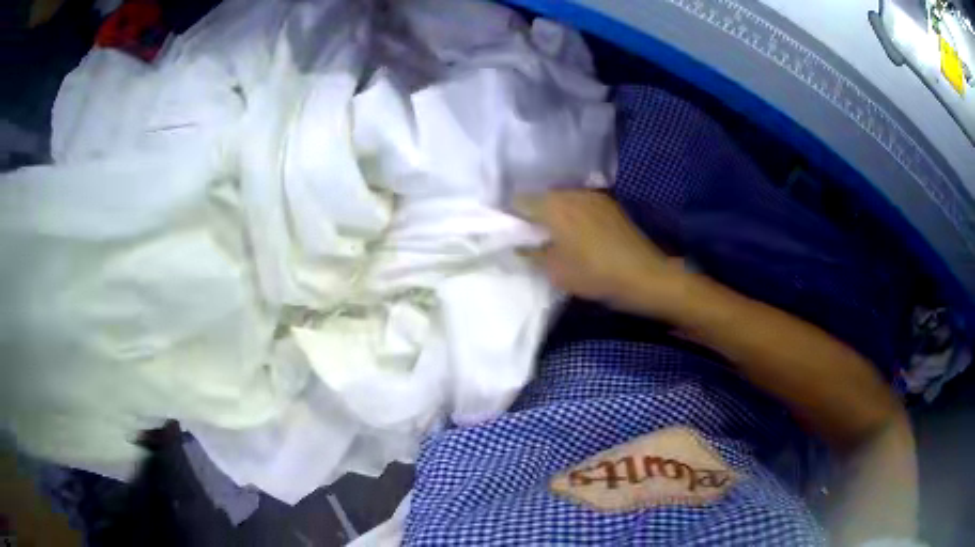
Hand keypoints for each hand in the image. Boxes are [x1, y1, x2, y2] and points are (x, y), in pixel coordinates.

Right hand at [515, 190, 684, 315]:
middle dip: (533, 212)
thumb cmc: (594, 274)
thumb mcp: (555, 271)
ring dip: (555, 211)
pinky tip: (579, 232)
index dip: (512, 215)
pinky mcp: (608, 203)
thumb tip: (520, 245)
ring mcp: (592, 195)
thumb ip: (531, 254)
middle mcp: (571, 193)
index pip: (519, 200)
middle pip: (541, 196)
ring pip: (562, 197)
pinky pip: (580, 202)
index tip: (513, 232)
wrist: (643, 274)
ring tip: (557, 234)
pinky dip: (573, 212)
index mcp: (553, 207)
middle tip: (533, 235)